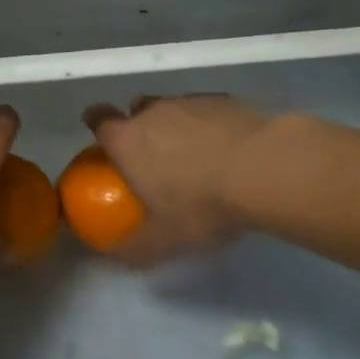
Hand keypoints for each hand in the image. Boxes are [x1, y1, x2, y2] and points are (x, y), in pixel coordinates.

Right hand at [80, 94, 270, 265]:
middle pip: (136, 109)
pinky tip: (226, 148)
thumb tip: (117, 258)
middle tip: (153, 155)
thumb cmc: (201, 204)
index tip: (100, 131)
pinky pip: (206, 110)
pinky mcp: (225, 100)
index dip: (96, 122)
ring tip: (194, 154)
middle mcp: (153, 112)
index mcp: (127, 140)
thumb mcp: (166, 238)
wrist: (263, 168)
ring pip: (172, 107)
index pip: (99, 120)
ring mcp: (189, 102)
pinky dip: (209, 125)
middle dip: (139, 126)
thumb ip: (137, 247)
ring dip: (176, 125)